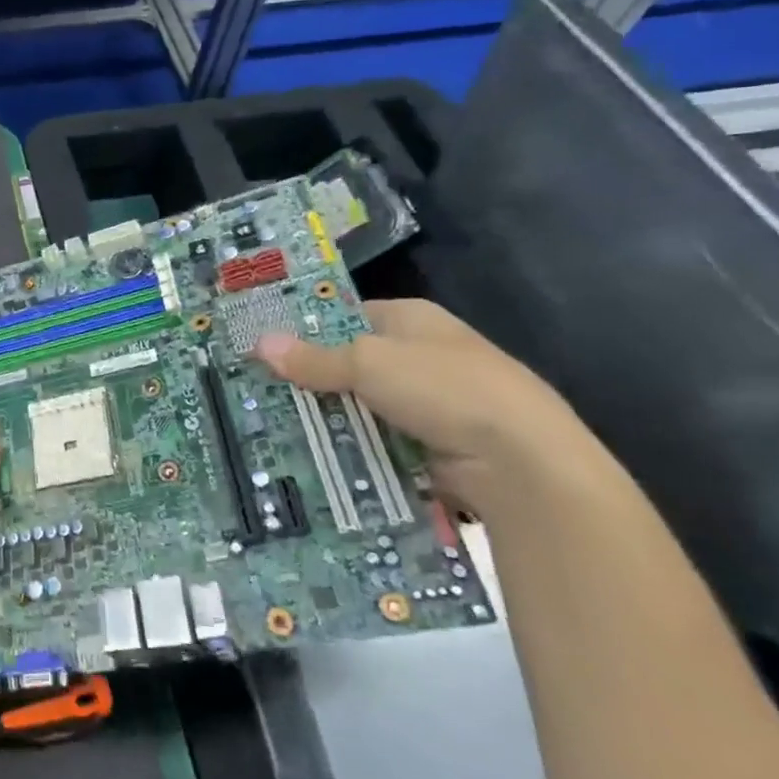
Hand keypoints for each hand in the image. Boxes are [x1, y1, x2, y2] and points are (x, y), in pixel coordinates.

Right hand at [252, 298, 598, 518]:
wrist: (522, 464)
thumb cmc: (444, 389)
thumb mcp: (368, 364)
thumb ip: (313, 358)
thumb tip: (259, 343)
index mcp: (414, 319)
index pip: (347, 315)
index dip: (307, 328)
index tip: (264, 346)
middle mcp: (423, 355)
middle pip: (350, 363)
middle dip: (310, 379)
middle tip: (257, 391)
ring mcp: (431, 403)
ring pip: (360, 406)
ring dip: (328, 418)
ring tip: (272, 427)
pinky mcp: (432, 445)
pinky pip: (377, 441)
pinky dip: (351, 448)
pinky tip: (312, 455)